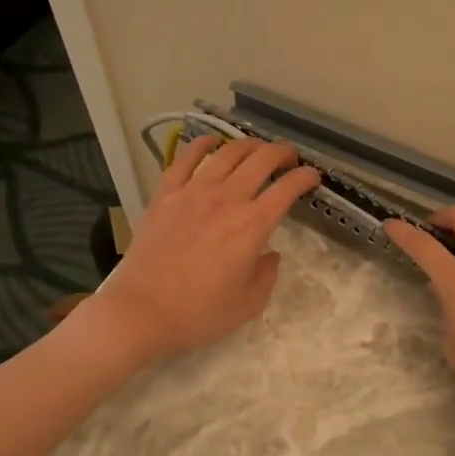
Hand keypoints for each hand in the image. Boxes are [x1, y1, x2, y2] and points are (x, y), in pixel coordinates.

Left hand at [87, 135, 320, 363]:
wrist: (142, 311)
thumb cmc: (199, 313)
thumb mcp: (248, 304)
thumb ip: (267, 275)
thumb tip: (271, 255)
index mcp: (252, 226)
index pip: (287, 189)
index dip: (305, 178)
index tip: (313, 177)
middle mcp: (226, 199)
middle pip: (260, 160)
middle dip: (281, 153)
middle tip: (289, 157)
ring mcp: (193, 193)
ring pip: (227, 153)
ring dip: (248, 145)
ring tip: (257, 148)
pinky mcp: (165, 195)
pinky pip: (185, 160)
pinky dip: (202, 145)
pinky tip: (211, 142)